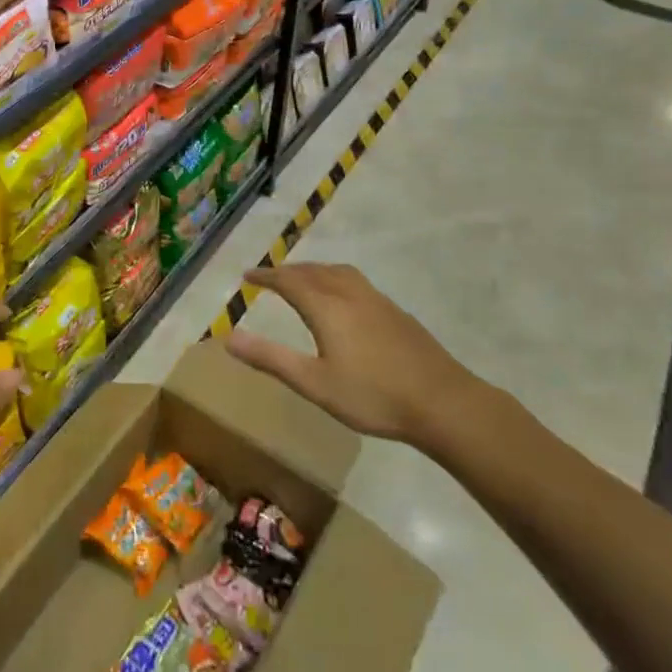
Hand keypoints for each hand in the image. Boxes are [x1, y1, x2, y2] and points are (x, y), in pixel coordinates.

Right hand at [227, 263, 490, 445]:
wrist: (443, 402)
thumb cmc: (373, 395)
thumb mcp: (314, 383)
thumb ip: (271, 359)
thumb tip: (228, 338)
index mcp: (327, 306)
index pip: (289, 280)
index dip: (266, 276)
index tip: (248, 275)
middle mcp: (350, 293)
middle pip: (313, 271)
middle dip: (288, 271)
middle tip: (270, 276)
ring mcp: (377, 300)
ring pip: (338, 272)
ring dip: (314, 270)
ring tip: (303, 278)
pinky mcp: (395, 312)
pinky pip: (355, 281)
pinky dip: (336, 279)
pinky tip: (344, 299)